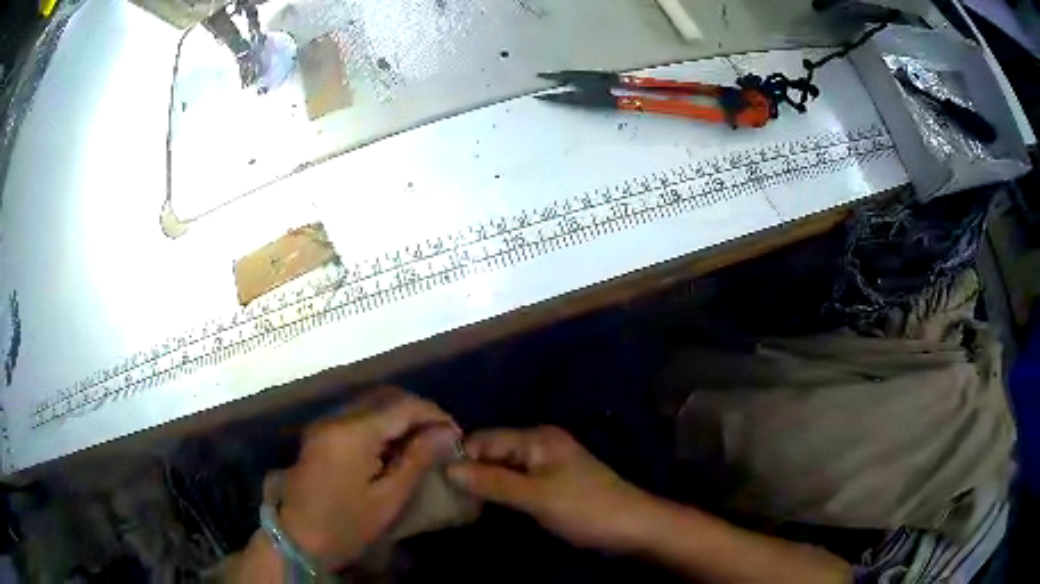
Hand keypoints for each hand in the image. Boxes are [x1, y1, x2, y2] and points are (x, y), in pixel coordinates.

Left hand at [276, 387, 459, 569]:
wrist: (298, 537)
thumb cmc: (346, 524)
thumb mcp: (388, 498)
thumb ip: (416, 460)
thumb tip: (446, 433)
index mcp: (353, 433)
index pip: (401, 405)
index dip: (433, 414)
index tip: (455, 433)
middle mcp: (336, 417)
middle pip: (384, 395)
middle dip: (417, 410)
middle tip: (440, 434)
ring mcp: (324, 423)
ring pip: (370, 401)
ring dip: (398, 413)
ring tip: (421, 438)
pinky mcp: (320, 432)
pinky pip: (356, 414)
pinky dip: (380, 421)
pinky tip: (393, 443)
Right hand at [447, 426, 654, 551]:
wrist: (632, 528)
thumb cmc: (585, 508)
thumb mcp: (536, 496)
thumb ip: (492, 482)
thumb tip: (448, 468)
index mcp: (537, 438)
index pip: (484, 439)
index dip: (460, 456)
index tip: (432, 478)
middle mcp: (539, 445)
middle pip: (492, 453)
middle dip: (469, 471)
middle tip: (439, 494)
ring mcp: (545, 466)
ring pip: (502, 470)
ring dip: (482, 484)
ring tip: (452, 503)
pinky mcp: (550, 485)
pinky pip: (514, 483)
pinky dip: (498, 493)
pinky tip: (480, 507)